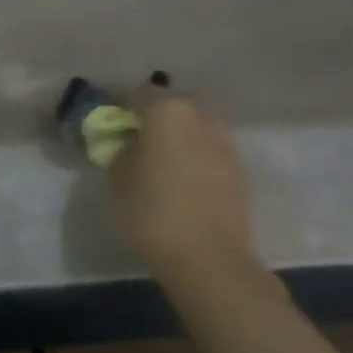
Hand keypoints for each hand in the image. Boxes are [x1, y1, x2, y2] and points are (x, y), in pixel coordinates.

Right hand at [109, 88, 257, 281]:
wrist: (209, 258)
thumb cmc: (153, 213)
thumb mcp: (118, 181)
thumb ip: (120, 152)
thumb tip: (128, 144)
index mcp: (168, 111)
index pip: (139, 94)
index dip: (123, 108)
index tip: (113, 128)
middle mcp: (201, 117)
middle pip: (173, 106)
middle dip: (156, 118)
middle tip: (139, 143)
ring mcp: (225, 142)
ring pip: (196, 127)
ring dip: (179, 137)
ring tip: (163, 164)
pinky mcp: (239, 169)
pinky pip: (210, 150)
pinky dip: (196, 157)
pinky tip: (184, 181)